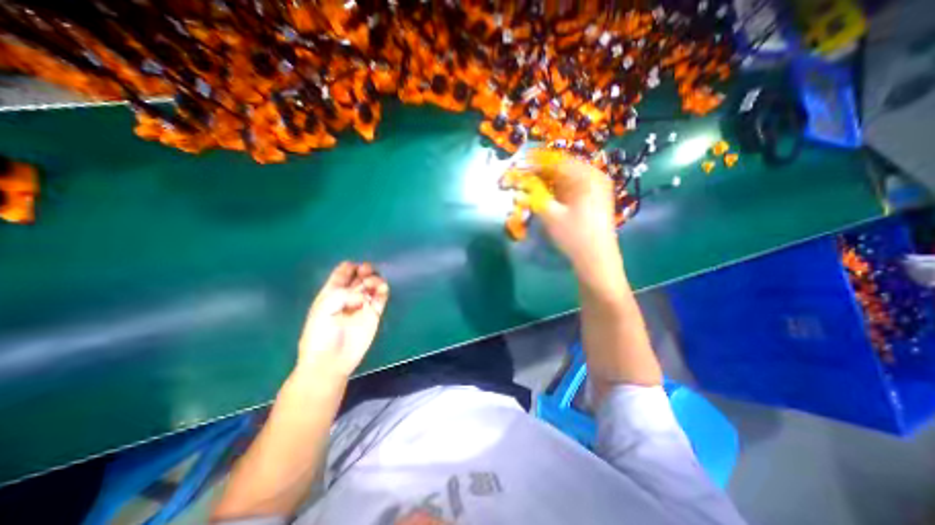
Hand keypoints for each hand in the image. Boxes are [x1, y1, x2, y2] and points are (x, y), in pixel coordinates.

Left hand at [297, 264, 389, 378]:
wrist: (330, 360)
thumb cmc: (320, 334)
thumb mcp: (323, 308)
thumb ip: (343, 294)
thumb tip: (362, 296)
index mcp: (331, 293)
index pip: (342, 275)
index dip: (349, 267)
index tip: (355, 267)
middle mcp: (348, 297)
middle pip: (360, 278)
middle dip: (364, 271)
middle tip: (366, 272)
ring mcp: (362, 305)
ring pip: (372, 286)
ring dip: (375, 280)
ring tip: (372, 284)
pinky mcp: (374, 314)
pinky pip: (381, 298)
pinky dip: (383, 291)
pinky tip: (382, 289)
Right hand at [519, 150, 617, 280]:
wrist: (597, 259)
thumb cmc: (574, 235)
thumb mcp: (550, 215)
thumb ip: (533, 197)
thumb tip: (518, 186)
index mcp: (587, 176)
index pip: (557, 163)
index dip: (536, 164)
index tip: (519, 167)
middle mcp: (594, 177)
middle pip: (563, 169)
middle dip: (542, 173)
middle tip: (523, 179)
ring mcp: (597, 188)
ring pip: (567, 179)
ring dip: (549, 182)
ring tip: (531, 187)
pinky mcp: (594, 199)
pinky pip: (572, 188)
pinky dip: (558, 191)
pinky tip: (547, 196)